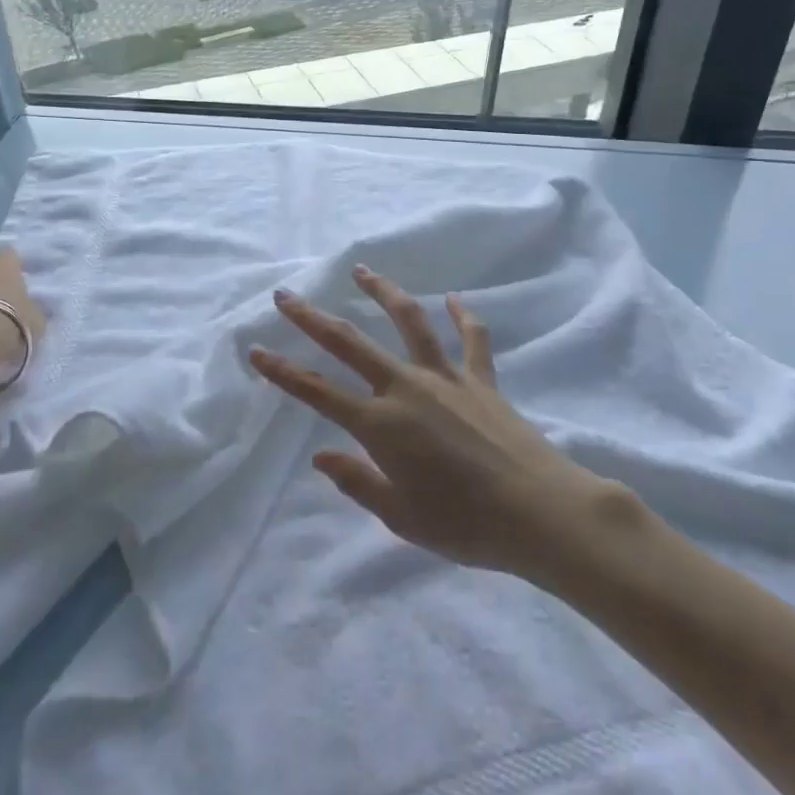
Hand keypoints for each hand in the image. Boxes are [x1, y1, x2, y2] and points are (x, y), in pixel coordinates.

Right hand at [251, 264, 615, 581]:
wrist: (538, 511)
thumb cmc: (464, 524)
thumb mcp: (401, 516)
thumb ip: (357, 481)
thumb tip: (320, 455)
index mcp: (381, 424)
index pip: (318, 391)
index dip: (282, 370)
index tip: (256, 349)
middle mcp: (407, 387)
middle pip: (350, 343)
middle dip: (312, 318)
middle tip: (287, 295)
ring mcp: (446, 377)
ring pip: (408, 322)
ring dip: (382, 292)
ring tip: (363, 270)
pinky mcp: (481, 377)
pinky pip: (471, 337)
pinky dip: (462, 315)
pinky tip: (454, 297)